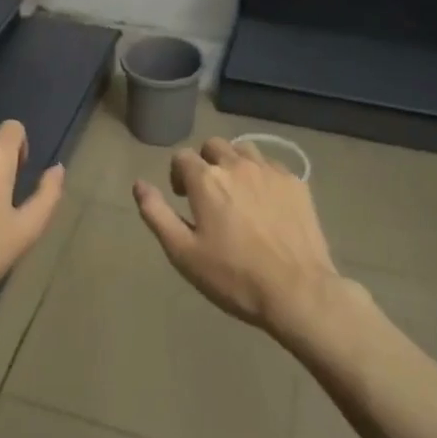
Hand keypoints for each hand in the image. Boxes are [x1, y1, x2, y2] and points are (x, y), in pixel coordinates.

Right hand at [133, 137, 344, 334]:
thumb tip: (139, 184)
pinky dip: (262, 175)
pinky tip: (266, 202)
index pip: (182, 157)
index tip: (183, 199)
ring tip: (238, 193)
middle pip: (214, 146)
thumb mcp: (183, 252)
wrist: (298, 292)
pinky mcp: (297, 184)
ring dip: (234, 163)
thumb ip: (156, 213)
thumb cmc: (233, 276)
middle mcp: (237, 165)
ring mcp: (270, 171)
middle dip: (206, 162)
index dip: (177, 174)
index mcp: (206, 179)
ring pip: (245, 150)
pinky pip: (272, 165)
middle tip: (209, 194)